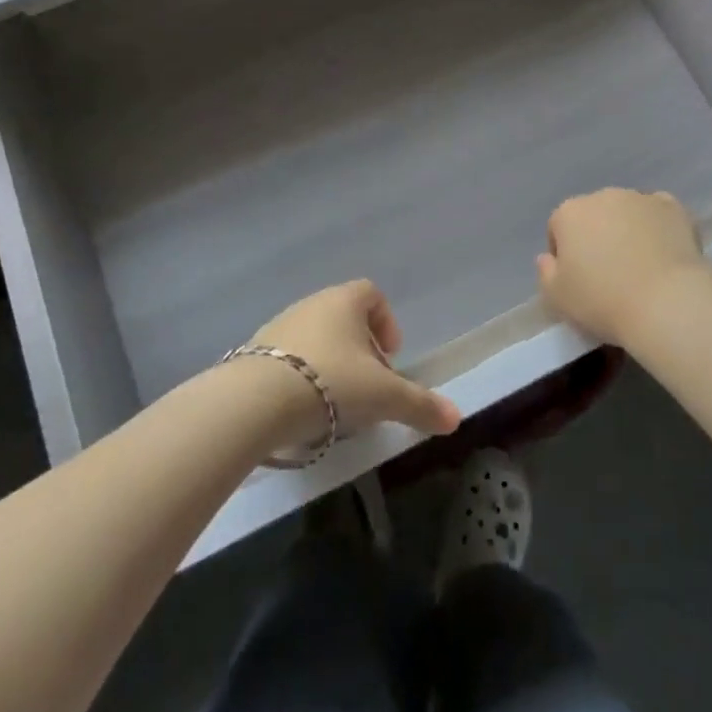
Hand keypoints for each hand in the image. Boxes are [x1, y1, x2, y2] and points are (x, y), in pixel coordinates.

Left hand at [246, 281, 460, 451]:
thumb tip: (456, 417)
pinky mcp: (254, 352)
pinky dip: (301, 378)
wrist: (255, 401)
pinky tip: (303, 411)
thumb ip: (419, 405)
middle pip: (344, 318)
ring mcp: (280, 326)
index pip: (372, 294)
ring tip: (336, 406)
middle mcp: (312, 304)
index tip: (391, 358)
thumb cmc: (331, 384)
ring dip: (330, 365)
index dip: (386, 323)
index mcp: (345, 301)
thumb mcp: (383, 397)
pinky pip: (288, 358)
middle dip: (360, 351)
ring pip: (316, 338)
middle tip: (368, 388)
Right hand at [538, 189, 710, 346]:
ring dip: (628, 230)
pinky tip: (665, 253)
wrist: (666, 302)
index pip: (558, 228)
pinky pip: (659, 213)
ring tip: (641, 266)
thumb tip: (547, 257)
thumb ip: (546, 273)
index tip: (578, 280)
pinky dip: (659, 227)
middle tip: (610, 273)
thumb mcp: (557, 298)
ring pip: (627, 211)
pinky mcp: (673, 207)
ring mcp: (639, 198)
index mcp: (569, 213)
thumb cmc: (603, 301)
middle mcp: (602, 196)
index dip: (565, 254)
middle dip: (598, 236)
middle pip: (593, 216)